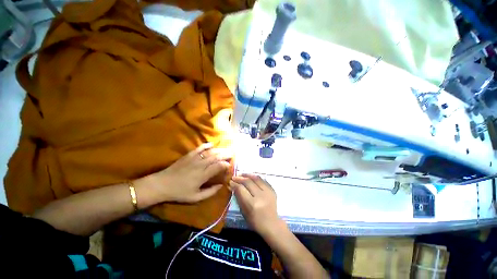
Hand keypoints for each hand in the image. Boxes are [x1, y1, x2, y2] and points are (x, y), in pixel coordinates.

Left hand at [139, 143, 231, 202]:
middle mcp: (201, 164)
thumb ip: (210, 192)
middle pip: (216, 157)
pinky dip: (206, 145)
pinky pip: (199, 148)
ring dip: (219, 150)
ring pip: (210, 152)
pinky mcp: (189, 155)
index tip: (230, 165)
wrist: (161, 184)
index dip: (226, 165)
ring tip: (226, 149)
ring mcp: (194, 158)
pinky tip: (212, 144)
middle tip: (232, 154)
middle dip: (226, 155)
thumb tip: (221, 185)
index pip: (218, 166)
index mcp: (203, 175)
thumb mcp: (195, 197)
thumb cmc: (179, 192)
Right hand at [230, 174, 284, 236]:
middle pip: (248, 182)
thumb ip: (238, 197)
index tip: (230, 181)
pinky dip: (256, 178)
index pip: (241, 189)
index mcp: (252, 204)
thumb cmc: (255, 221)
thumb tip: (232, 185)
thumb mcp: (243, 211)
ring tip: (242, 174)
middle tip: (234, 177)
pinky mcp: (272, 190)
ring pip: (256, 178)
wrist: (271, 224)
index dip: (235, 184)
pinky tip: (251, 178)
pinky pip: (263, 180)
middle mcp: (260, 196)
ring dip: (248, 175)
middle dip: (240, 178)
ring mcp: (268, 192)